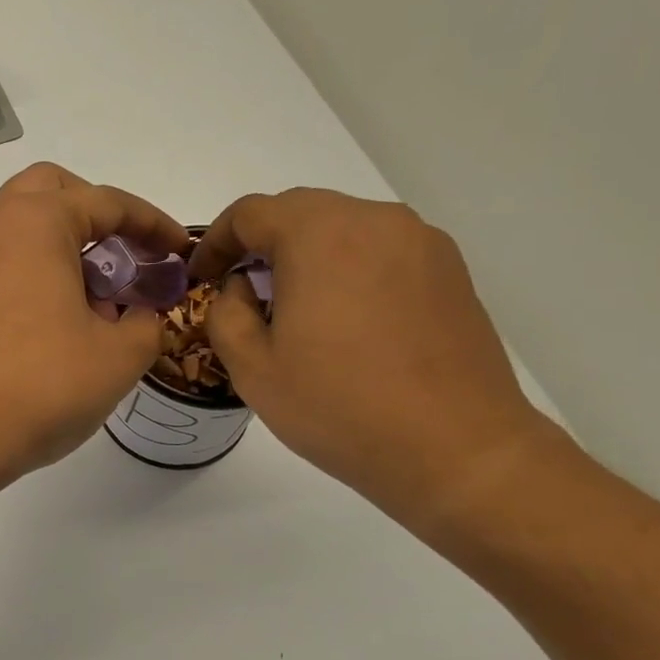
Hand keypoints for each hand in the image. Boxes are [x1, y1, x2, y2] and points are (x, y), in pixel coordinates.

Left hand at [0, 163, 189, 481]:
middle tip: (128, 255)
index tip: (181, 251)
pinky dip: (38, 267)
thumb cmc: (41, 384)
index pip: (107, 202)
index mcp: (35, 221)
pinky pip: (5, 257)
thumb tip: (138, 314)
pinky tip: (63, 318)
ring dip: (66, 243)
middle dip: (98, 215)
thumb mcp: (119, 355)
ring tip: (101, 296)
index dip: (153, 225)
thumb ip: (146, 321)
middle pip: (54, 192)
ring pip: (24, 224)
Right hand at [186, 189, 558, 522]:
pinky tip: (347, 319)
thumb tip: (242, 287)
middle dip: (261, 243)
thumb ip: (227, 312)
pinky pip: (381, 249)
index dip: (216, 242)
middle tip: (243, 290)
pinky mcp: (450, 270)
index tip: (203, 277)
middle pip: (299, 210)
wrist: (456, 449)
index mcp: (319, 236)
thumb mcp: (252, 367)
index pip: (250, 213)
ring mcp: (420, 242)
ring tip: (296, 306)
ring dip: (307, 253)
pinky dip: (349, 266)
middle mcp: (374, 221)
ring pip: (344, 226)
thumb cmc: (340, 407)